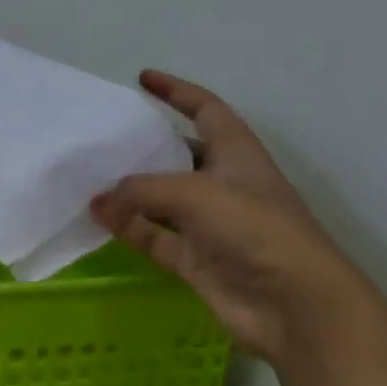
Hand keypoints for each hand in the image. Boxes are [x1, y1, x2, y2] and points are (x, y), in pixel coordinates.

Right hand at [90, 70, 371, 365]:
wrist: (296, 306)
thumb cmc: (254, 229)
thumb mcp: (194, 194)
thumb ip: (141, 191)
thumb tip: (99, 200)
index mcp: (237, 154)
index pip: (206, 109)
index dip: (177, 91)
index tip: (143, 78)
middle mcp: (224, 184)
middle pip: (179, 155)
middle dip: (145, 146)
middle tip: (103, 139)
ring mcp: (210, 225)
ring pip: (161, 199)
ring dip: (130, 192)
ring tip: (90, 181)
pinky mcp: (198, 259)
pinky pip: (155, 237)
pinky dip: (129, 229)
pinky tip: (99, 220)